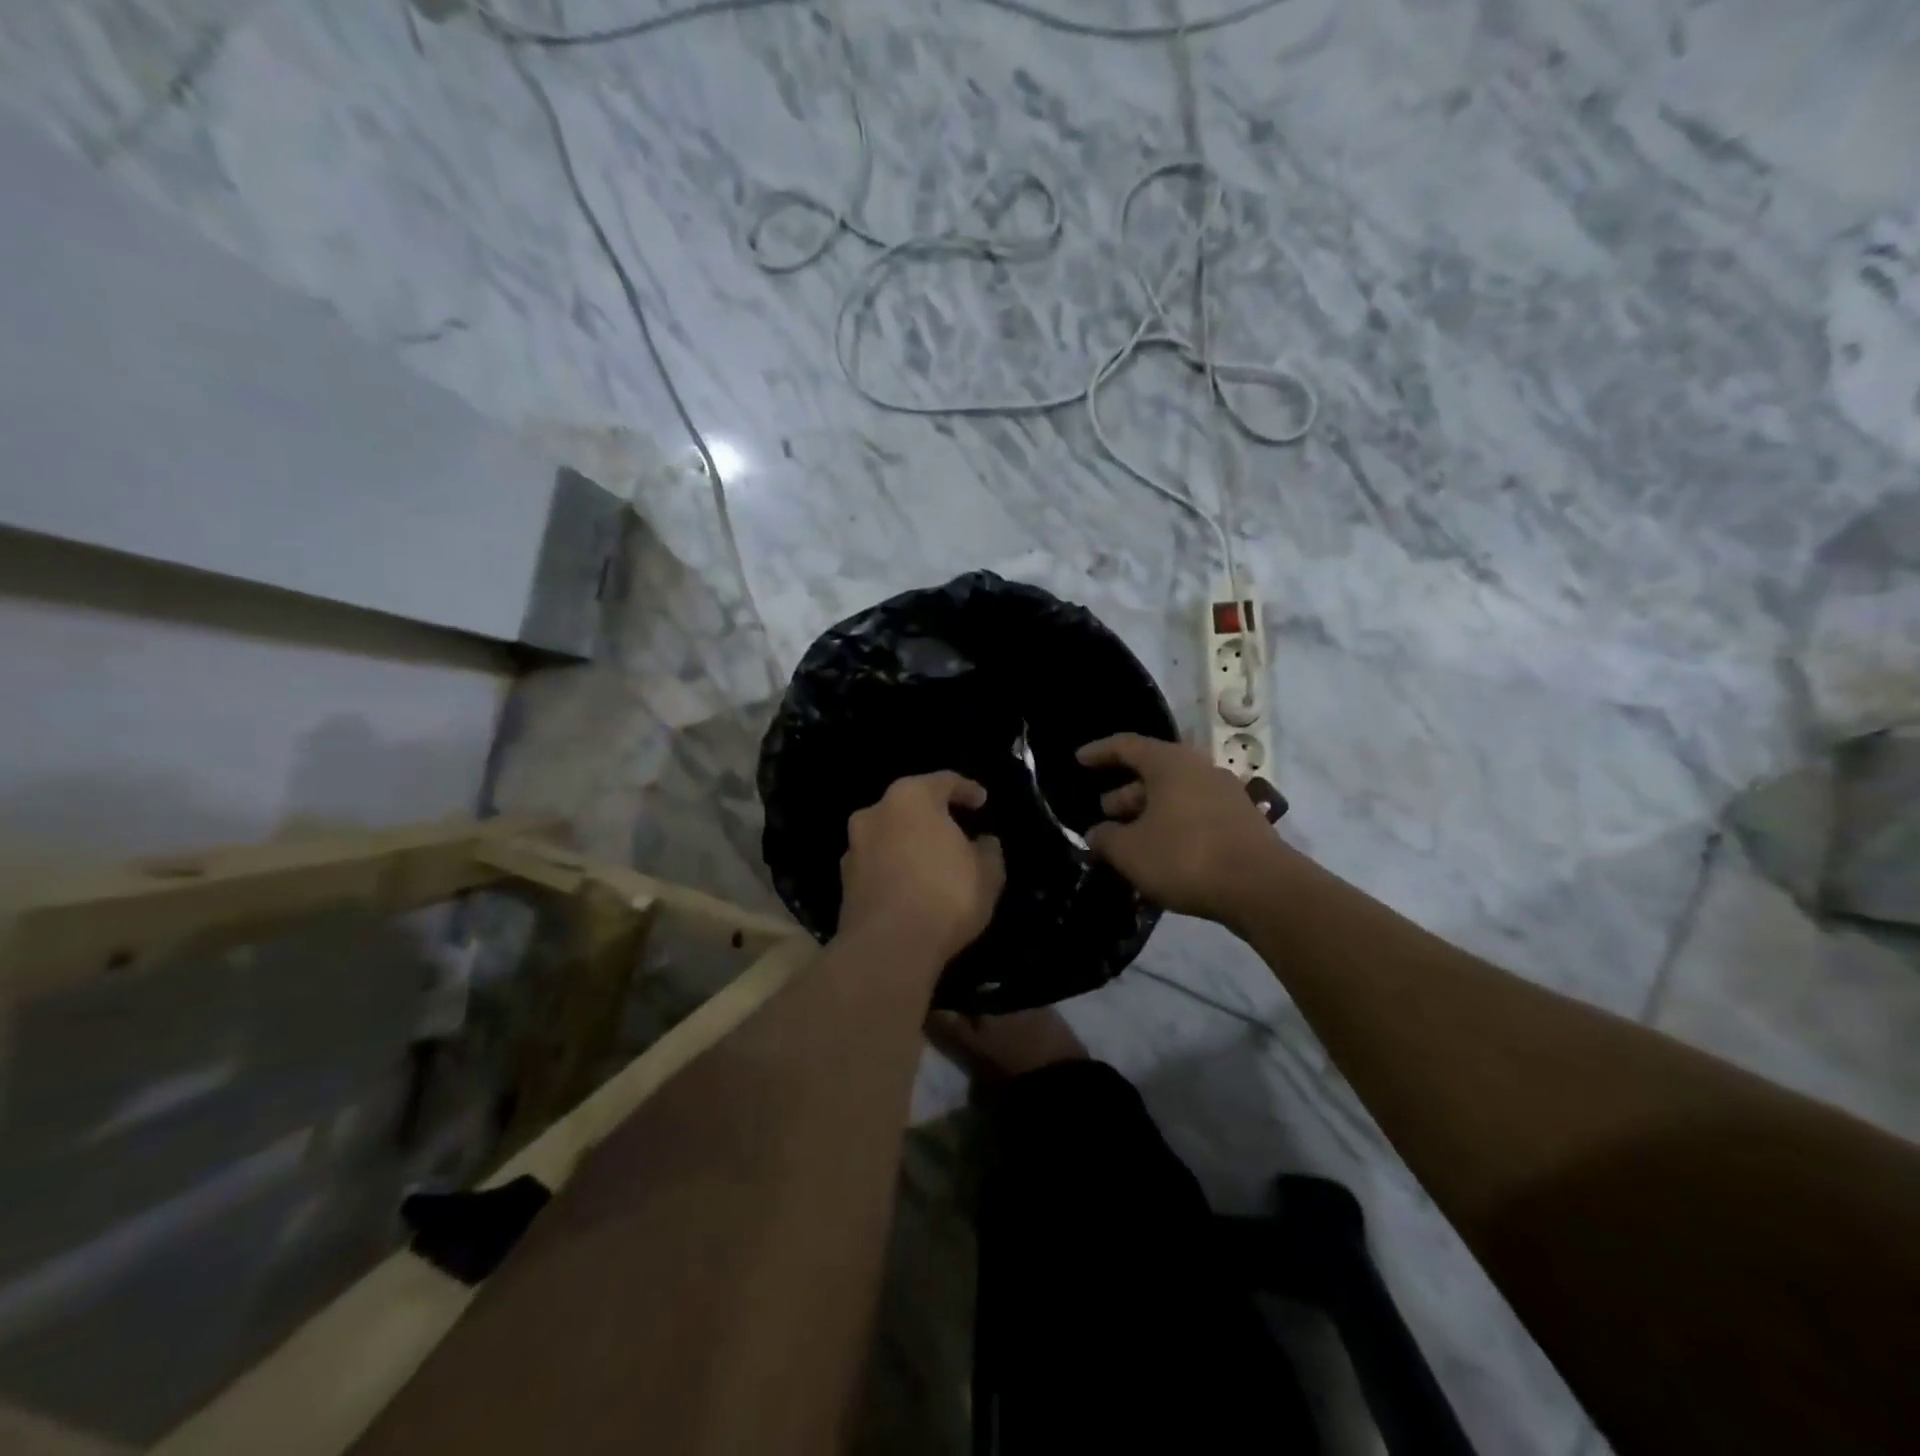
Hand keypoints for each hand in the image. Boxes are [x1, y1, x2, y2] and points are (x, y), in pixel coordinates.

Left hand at [838, 772, 1005, 968]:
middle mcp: (875, 813)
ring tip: (933, 864)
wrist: (888, 947)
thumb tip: (984, 843)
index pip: (944, 781)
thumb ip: (988, 851)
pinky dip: (895, 870)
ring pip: (889, 836)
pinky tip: (912, 888)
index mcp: (910, 797)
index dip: (967, 790)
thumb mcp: (987, 873)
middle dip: (933, 817)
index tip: (982, 802)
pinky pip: (877, 866)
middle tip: (956, 831)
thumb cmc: (945, 895)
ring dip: (909, 844)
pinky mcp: (844, 883)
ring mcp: (853, 848)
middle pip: (909, 806)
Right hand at [1078, 734, 1285, 924]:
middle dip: (1125, 793)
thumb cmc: (1185, 856)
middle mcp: (1200, 769)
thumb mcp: (1130, 851)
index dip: (1100, 752)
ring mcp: (1225, 795)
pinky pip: (1195, 816)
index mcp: (1170, 763)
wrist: (1262, 888)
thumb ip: (1105, 839)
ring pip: (1175, 797)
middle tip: (1104, 814)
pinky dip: (1172, 828)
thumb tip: (1097, 834)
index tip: (1079, 760)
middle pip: (1153, 773)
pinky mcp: (1241, 822)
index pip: (1127, 746)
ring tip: (1128, 841)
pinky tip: (1160, 856)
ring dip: (1148, 814)